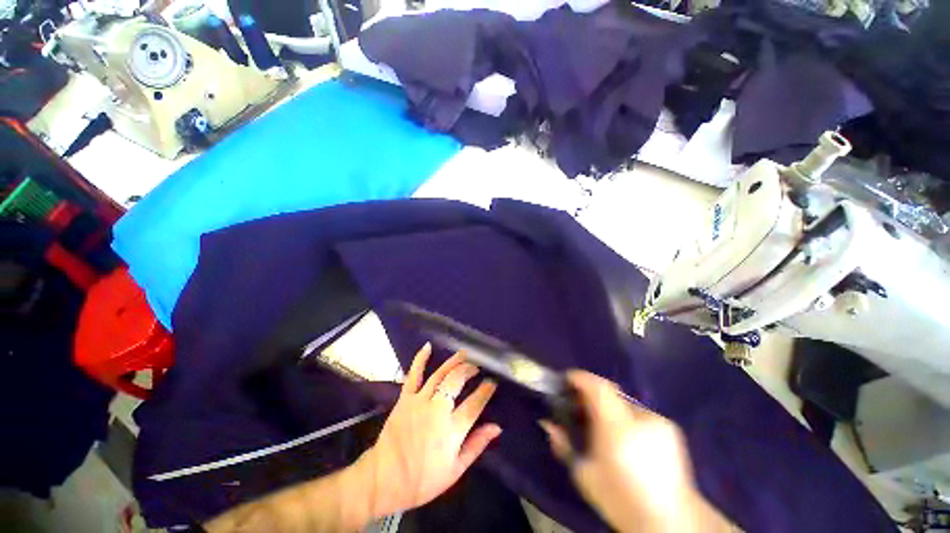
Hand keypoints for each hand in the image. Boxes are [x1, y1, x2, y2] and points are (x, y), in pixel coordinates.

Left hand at [358, 343, 500, 516]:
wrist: (384, 479)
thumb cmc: (422, 480)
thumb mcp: (455, 470)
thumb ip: (477, 446)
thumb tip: (497, 427)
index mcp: (451, 430)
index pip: (474, 404)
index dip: (485, 391)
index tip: (492, 382)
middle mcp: (437, 410)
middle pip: (457, 382)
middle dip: (469, 370)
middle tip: (477, 367)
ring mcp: (419, 401)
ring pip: (440, 374)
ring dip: (454, 361)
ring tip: (465, 354)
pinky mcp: (405, 398)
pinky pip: (414, 374)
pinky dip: (420, 359)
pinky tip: (428, 346)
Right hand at [541, 371, 731, 532]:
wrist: (670, 522)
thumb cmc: (620, 499)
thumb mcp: (584, 475)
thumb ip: (564, 444)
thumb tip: (548, 423)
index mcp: (618, 427)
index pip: (598, 386)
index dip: (580, 377)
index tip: (566, 380)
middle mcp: (641, 417)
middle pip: (610, 390)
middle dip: (591, 393)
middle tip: (578, 406)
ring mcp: (659, 421)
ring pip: (624, 402)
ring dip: (608, 407)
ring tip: (601, 426)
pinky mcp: (671, 428)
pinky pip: (639, 414)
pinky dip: (626, 418)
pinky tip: (625, 438)